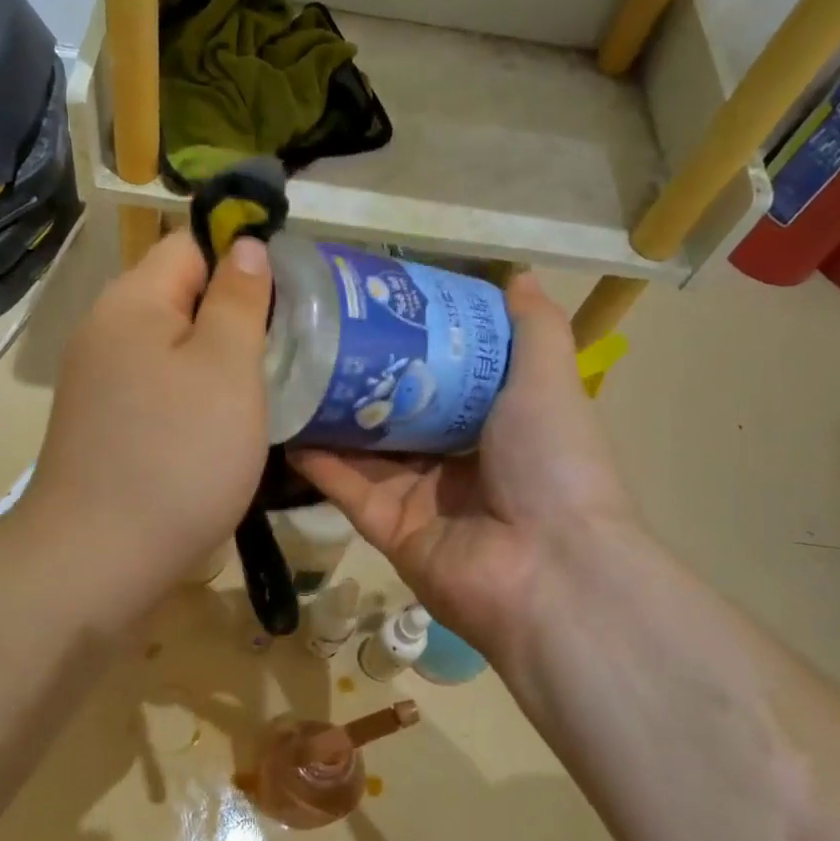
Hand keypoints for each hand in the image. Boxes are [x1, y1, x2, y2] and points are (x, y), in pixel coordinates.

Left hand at [19, 229, 271, 601]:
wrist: (99, 558)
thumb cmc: (178, 456)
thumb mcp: (227, 367)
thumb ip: (239, 299)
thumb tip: (245, 244)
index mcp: (132, 300)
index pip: (191, 245)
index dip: (242, 260)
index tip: (289, 301)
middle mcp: (106, 330)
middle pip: (181, 296)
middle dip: (234, 315)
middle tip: (285, 351)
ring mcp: (99, 381)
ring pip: (172, 347)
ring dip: (216, 362)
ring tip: (262, 390)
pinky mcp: (103, 423)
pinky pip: (158, 388)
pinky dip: (192, 397)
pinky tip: (220, 428)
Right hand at [291, 274, 635, 667]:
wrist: (549, 567)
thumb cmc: (552, 461)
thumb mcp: (548, 379)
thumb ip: (534, 327)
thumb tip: (521, 272)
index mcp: (498, 426)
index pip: (447, 379)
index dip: (414, 345)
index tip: (376, 308)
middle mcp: (457, 462)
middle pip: (400, 414)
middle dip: (364, 378)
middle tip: (319, 336)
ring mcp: (421, 499)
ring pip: (366, 450)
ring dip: (332, 417)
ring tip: (292, 371)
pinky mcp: (389, 531)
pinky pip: (348, 489)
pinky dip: (320, 462)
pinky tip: (287, 426)